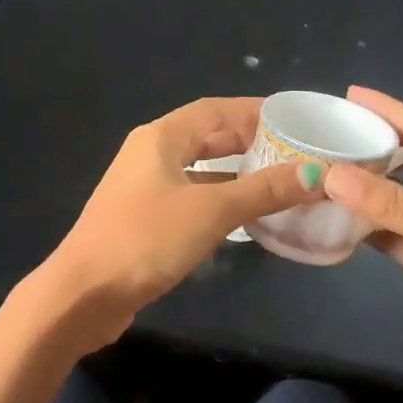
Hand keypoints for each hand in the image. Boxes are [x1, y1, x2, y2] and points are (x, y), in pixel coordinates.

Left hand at [36, 97, 317, 348]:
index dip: (254, 110)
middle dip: (249, 140)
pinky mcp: (145, 217)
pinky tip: (246, 215)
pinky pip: (191, 195)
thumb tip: (317, 175)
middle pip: (207, 135)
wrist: (85, 294)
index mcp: (160, 137)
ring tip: (280, 179)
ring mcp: (145, 186)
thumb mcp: (210, 211)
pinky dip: (220, 197)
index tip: (294, 118)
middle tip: (294, 150)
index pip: (215, 109)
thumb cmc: (146, 239)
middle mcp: (150, 153)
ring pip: (200, 168)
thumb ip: (263, 191)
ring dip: (236, 171)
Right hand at [322, 86, 402, 402]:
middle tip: (326, 134)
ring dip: (367, 189)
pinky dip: (370, 227)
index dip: (391, 110)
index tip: (349, 95)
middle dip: (372, 147)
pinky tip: (337, 219)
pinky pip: (398, 233)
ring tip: (322, 172)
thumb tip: (329, 175)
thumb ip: (395, 205)